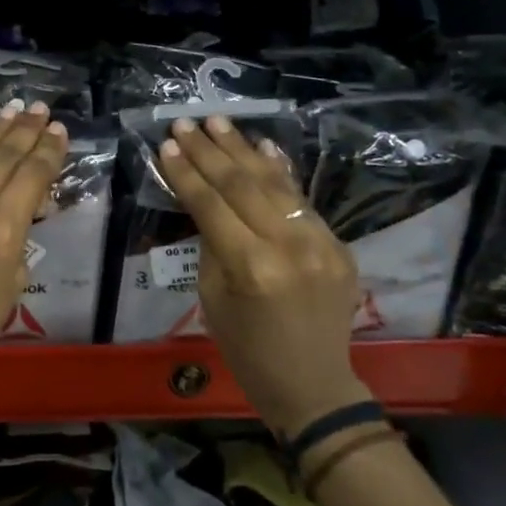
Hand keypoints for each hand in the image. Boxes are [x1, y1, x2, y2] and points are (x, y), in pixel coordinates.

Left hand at [0, 101, 68, 394]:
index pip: (31, 177)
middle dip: (24, 131)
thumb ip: (18, 237)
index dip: (48, 151)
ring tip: (12, 110)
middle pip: (1, 158)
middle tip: (39, 110)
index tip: (58, 130)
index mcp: (1, 231)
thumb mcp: (13, 283)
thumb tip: (21, 207)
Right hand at [159, 114, 372, 437]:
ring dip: (243, 149)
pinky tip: (261, 145)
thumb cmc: (246, 350)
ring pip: (274, 184)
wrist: (311, 384)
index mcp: (250, 268)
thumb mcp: (211, 299)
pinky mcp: (338, 244)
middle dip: (209, 151)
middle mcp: (289, 247)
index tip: (166, 146)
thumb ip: (210, 244)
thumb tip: (204, 201)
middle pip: (242, 185)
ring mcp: (321, 243)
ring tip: (217, 122)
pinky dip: (279, 171)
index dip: (186, 173)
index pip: (211, 206)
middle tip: (185, 124)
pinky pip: (302, 200)